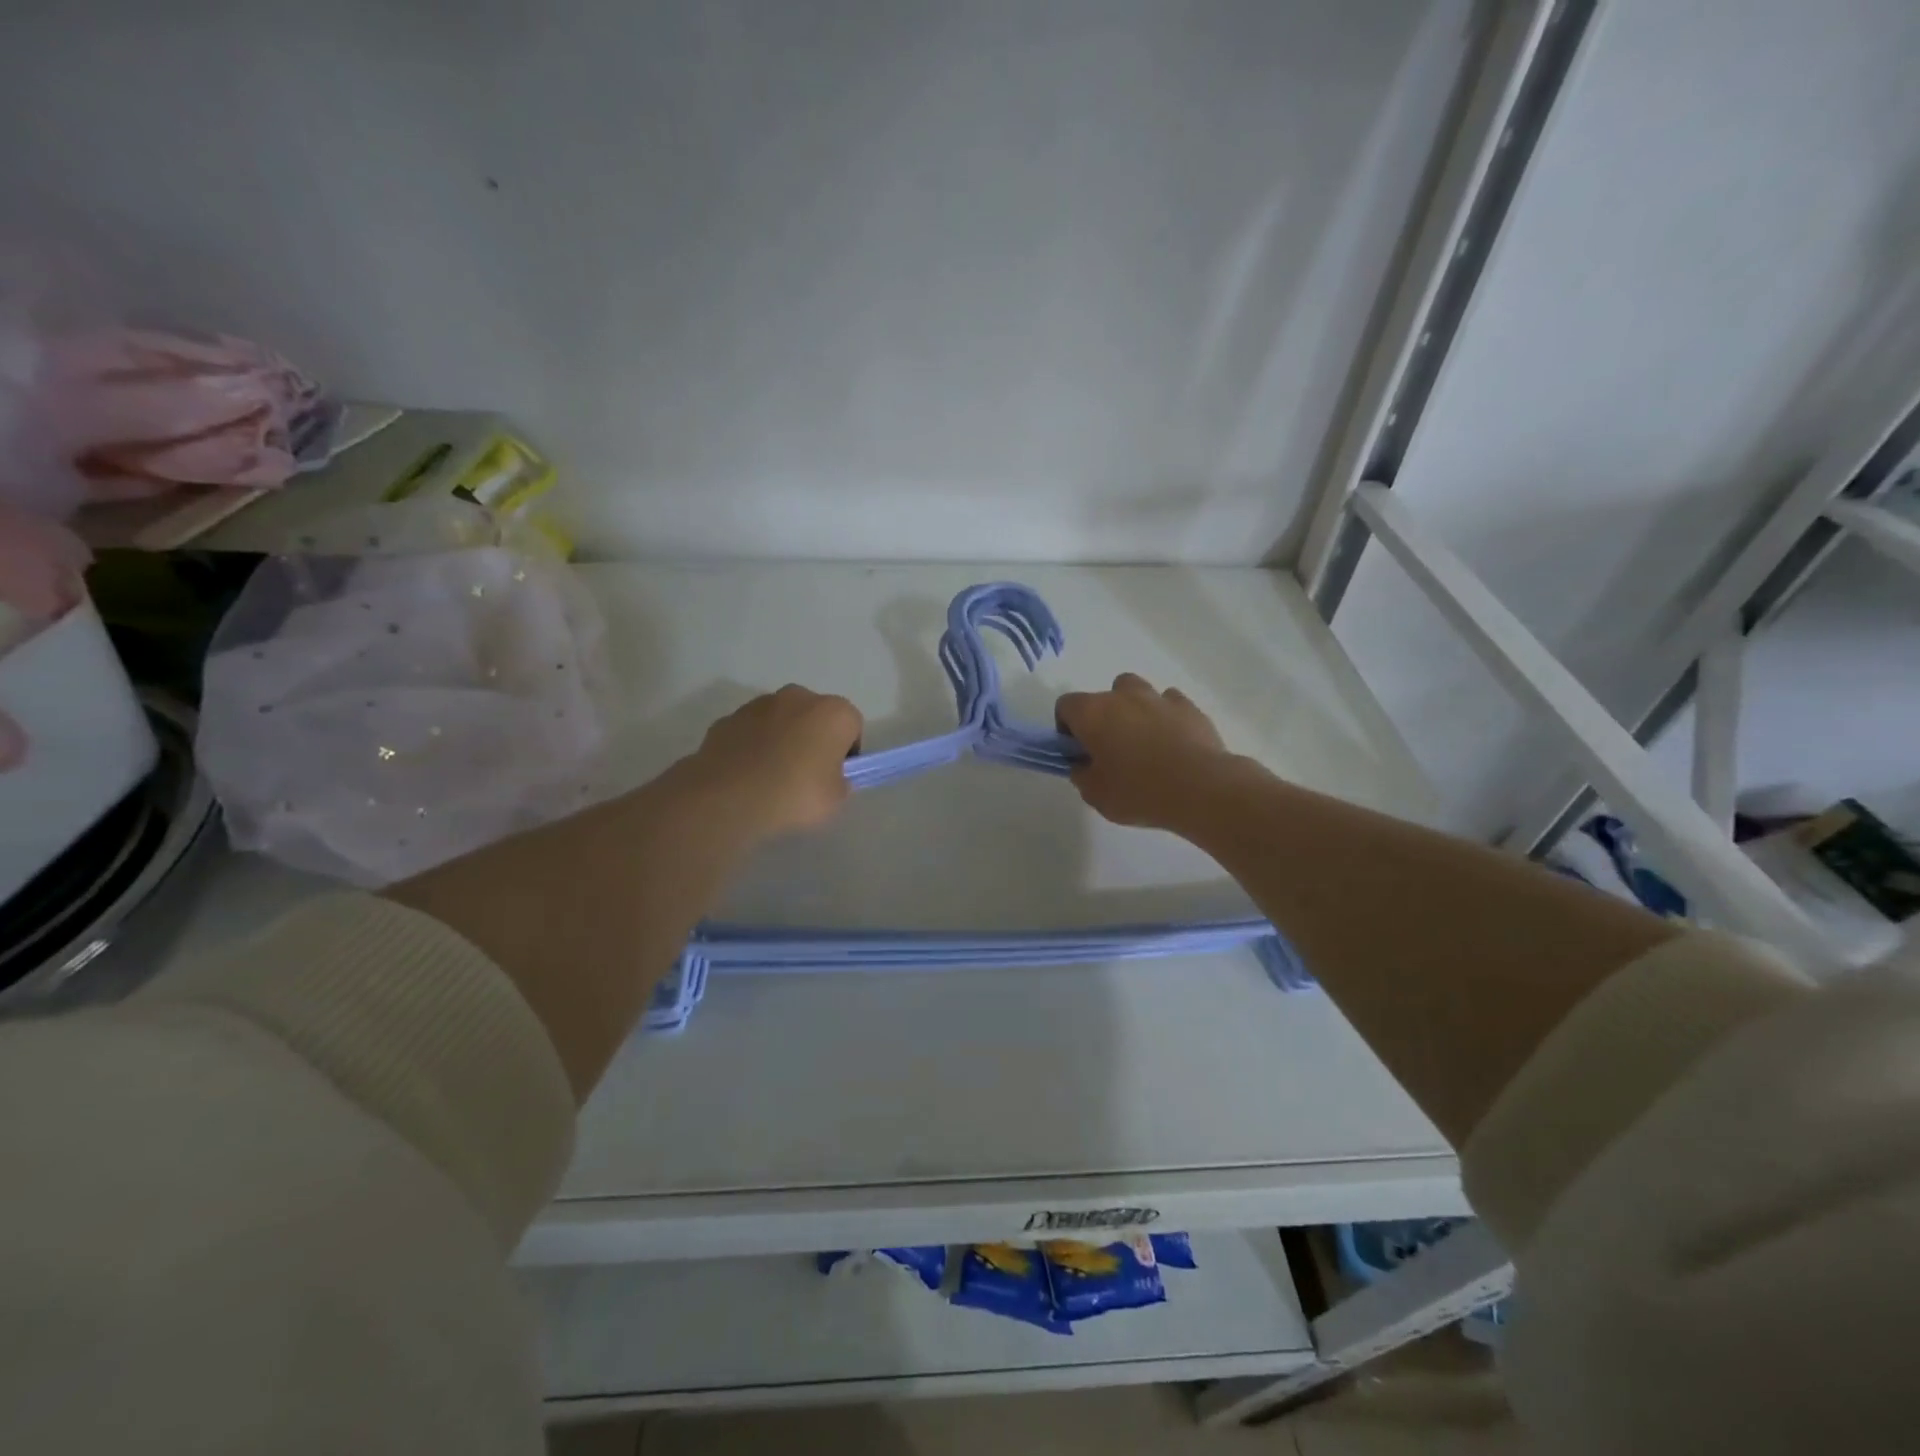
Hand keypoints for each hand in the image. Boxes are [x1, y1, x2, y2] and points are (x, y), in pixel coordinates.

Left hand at [682, 685, 863, 840]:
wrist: (729, 797)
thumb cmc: (795, 794)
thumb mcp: (835, 799)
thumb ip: (839, 782)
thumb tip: (830, 777)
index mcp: (833, 712)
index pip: (852, 725)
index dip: (847, 751)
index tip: (836, 775)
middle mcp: (798, 697)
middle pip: (815, 715)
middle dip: (814, 737)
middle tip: (806, 774)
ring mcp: (759, 704)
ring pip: (781, 720)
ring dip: (782, 738)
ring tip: (772, 776)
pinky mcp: (729, 718)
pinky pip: (751, 731)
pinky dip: (753, 746)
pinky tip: (747, 774)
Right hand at [1055, 673, 1239, 829]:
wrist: (1200, 789)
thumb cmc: (1138, 791)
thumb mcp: (1095, 794)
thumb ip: (1082, 775)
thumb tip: (1083, 765)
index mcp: (1092, 713)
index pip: (1065, 706)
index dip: (1066, 728)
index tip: (1077, 752)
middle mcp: (1123, 696)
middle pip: (1103, 695)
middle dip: (1103, 717)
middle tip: (1111, 749)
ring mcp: (1158, 698)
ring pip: (1138, 692)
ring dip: (1134, 710)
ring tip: (1144, 742)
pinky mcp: (1189, 707)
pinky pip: (1170, 704)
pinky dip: (1166, 717)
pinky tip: (1173, 743)